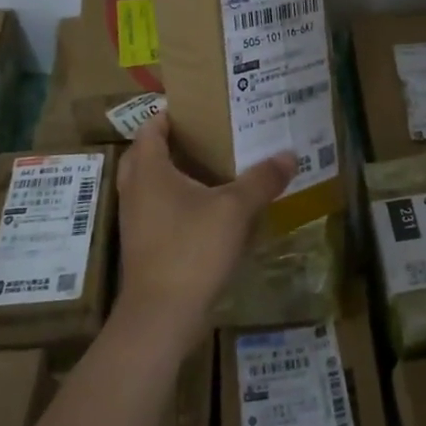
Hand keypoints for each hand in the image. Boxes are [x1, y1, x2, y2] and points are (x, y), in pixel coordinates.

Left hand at [115, 114, 294, 347]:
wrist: (161, 317)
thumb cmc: (192, 250)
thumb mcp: (235, 210)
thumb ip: (262, 179)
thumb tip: (290, 154)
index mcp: (150, 170)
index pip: (152, 128)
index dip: (172, 114)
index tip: (201, 108)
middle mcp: (135, 190)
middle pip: (146, 155)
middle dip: (172, 143)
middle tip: (207, 137)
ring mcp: (136, 221)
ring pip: (151, 185)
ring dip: (174, 174)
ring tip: (212, 169)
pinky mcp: (144, 246)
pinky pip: (157, 210)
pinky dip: (177, 202)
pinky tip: (209, 210)